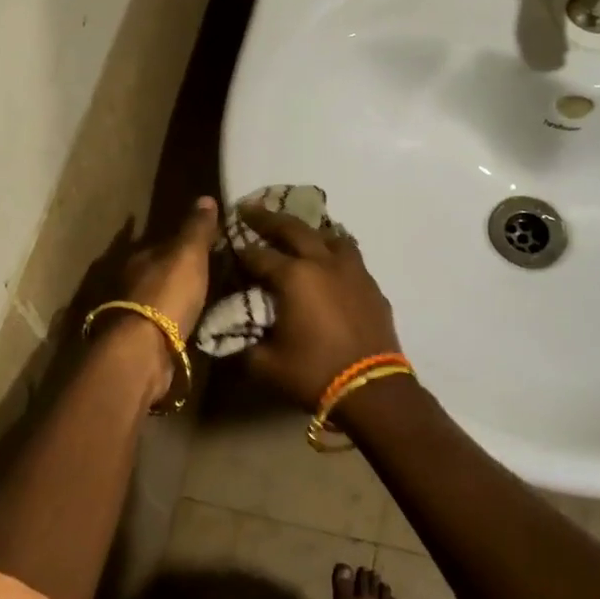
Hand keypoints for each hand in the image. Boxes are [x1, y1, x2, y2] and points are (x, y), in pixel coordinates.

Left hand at [120, 195, 218, 338]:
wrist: (143, 350)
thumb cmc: (166, 294)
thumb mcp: (188, 255)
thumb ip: (196, 229)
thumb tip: (205, 197)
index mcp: (139, 257)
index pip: (163, 242)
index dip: (183, 242)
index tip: (205, 244)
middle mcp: (131, 282)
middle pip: (158, 270)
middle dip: (177, 271)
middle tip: (208, 272)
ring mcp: (133, 313)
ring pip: (159, 297)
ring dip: (176, 296)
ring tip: (205, 298)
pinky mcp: (141, 340)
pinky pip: (164, 322)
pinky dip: (176, 319)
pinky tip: (193, 322)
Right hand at [237, 206, 402, 410]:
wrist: (371, 389)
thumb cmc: (314, 373)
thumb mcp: (265, 365)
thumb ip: (243, 347)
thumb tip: (230, 337)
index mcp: (293, 277)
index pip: (257, 255)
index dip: (239, 250)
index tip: (228, 246)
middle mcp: (323, 263)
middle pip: (293, 229)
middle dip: (268, 218)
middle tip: (250, 209)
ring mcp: (352, 270)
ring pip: (329, 236)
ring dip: (309, 231)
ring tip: (299, 232)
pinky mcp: (371, 285)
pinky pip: (351, 256)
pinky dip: (335, 251)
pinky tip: (331, 262)